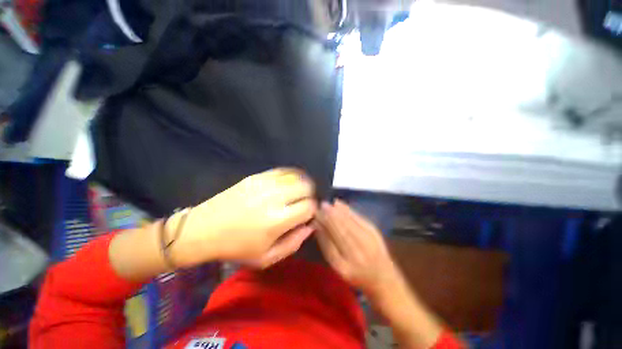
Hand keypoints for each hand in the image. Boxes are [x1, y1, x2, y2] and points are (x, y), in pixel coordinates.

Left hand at [170, 168, 316, 267]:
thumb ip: (294, 243)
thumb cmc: (235, 248)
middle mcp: (273, 198)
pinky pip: (282, 171)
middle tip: (303, 203)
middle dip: (310, 195)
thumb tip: (310, 226)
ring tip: (297, 193)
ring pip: (296, 176)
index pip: (309, 207)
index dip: (313, 211)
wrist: (202, 230)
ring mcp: (264, 184)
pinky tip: (287, 184)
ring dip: (301, 184)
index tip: (308, 215)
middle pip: (306, 187)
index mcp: (277, 221)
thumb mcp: (266, 258)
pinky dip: (290, 176)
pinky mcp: (256, 176)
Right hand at [315, 200, 399, 295]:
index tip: (314, 216)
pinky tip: (339, 204)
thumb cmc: (358, 276)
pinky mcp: (375, 233)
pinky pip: (358, 219)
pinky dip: (348, 210)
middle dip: (328, 217)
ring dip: (336, 212)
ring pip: (348, 223)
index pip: (329, 242)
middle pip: (339, 230)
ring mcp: (368, 242)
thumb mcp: (339, 268)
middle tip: (319, 206)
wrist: (385, 280)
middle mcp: (357, 254)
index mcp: (345, 266)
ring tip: (327, 204)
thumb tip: (317, 227)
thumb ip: (327, 248)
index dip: (321, 228)